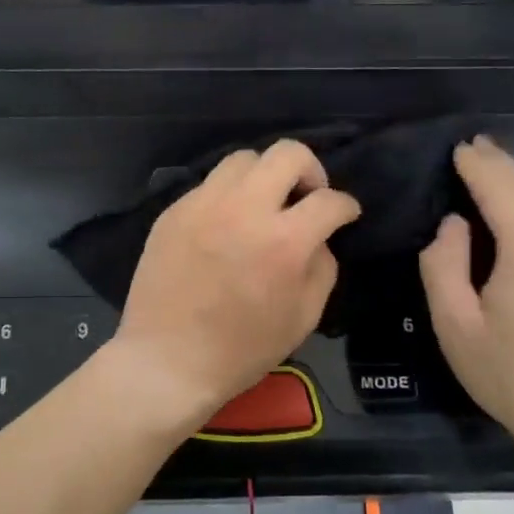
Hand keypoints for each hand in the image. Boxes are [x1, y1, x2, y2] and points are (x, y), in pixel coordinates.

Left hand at [111, 140, 360, 426]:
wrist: (168, 360)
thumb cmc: (241, 350)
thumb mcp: (303, 318)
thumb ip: (322, 268)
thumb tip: (318, 240)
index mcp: (284, 241)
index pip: (329, 200)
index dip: (346, 206)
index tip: (345, 214)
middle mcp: (244, 210)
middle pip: (287, 152)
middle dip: (310, 169)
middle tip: (306, 197)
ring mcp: (203, 205)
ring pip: (243, 159)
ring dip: (264, 176)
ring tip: (263, 205)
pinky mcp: (173, 212)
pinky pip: (209, 185)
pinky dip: (228, 197)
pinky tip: (226, 225)